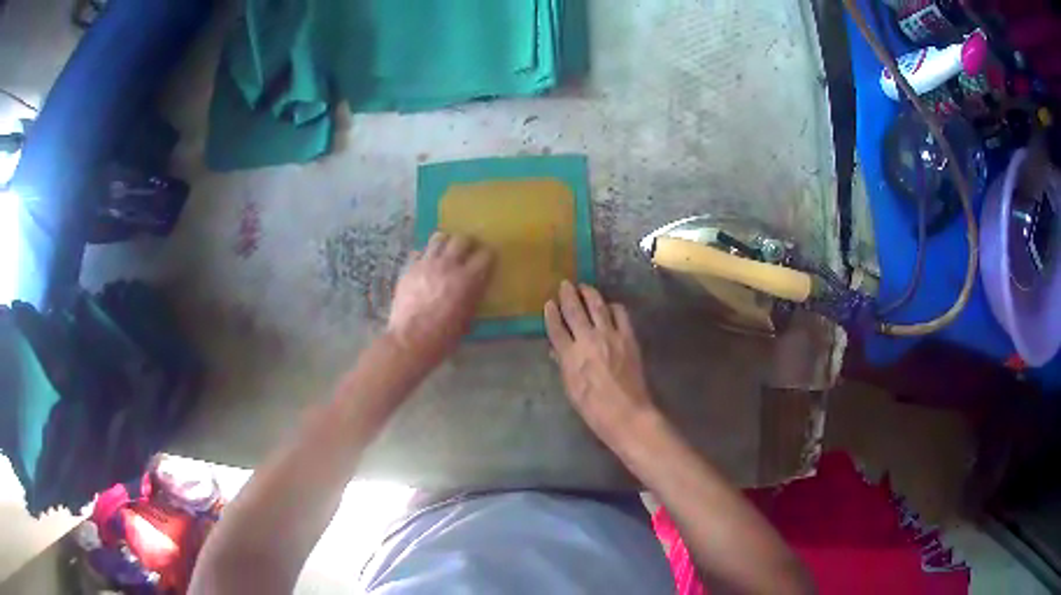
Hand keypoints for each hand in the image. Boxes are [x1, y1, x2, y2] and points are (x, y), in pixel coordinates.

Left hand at [388, 232, 493, 367]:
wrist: (409, 341)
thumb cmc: (443, 337)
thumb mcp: (468, 319)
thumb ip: (473, 296)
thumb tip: (476, 286)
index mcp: (467, 280)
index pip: (485, 254)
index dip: (488, 257)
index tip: (488, 262)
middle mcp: (447, 266)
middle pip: (462, 239)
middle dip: (469, 244)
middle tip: (469, 253)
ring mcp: (426, 264)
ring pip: (439, 238)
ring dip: (447, 243)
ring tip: (448, 253)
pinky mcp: (410, 268)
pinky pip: (422, 252)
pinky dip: (429, 255)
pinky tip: (429, 266)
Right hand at [544, 281, 654, 445]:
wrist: (626, 412)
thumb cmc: (593, 408)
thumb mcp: (571, 388)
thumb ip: (563, 365)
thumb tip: (556, 350)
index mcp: (570, 355)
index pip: (556, 328)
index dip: (550, 314)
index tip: (548, 303)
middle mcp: (587, 339)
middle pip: (574, 310)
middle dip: (568, 296)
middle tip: (565, 284)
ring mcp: (610, 335)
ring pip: (597, 306)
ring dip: (589, 293)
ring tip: (584, 286)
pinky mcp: (628, 337)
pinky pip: (620, 314)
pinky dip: (613, 306)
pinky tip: (610, 305)